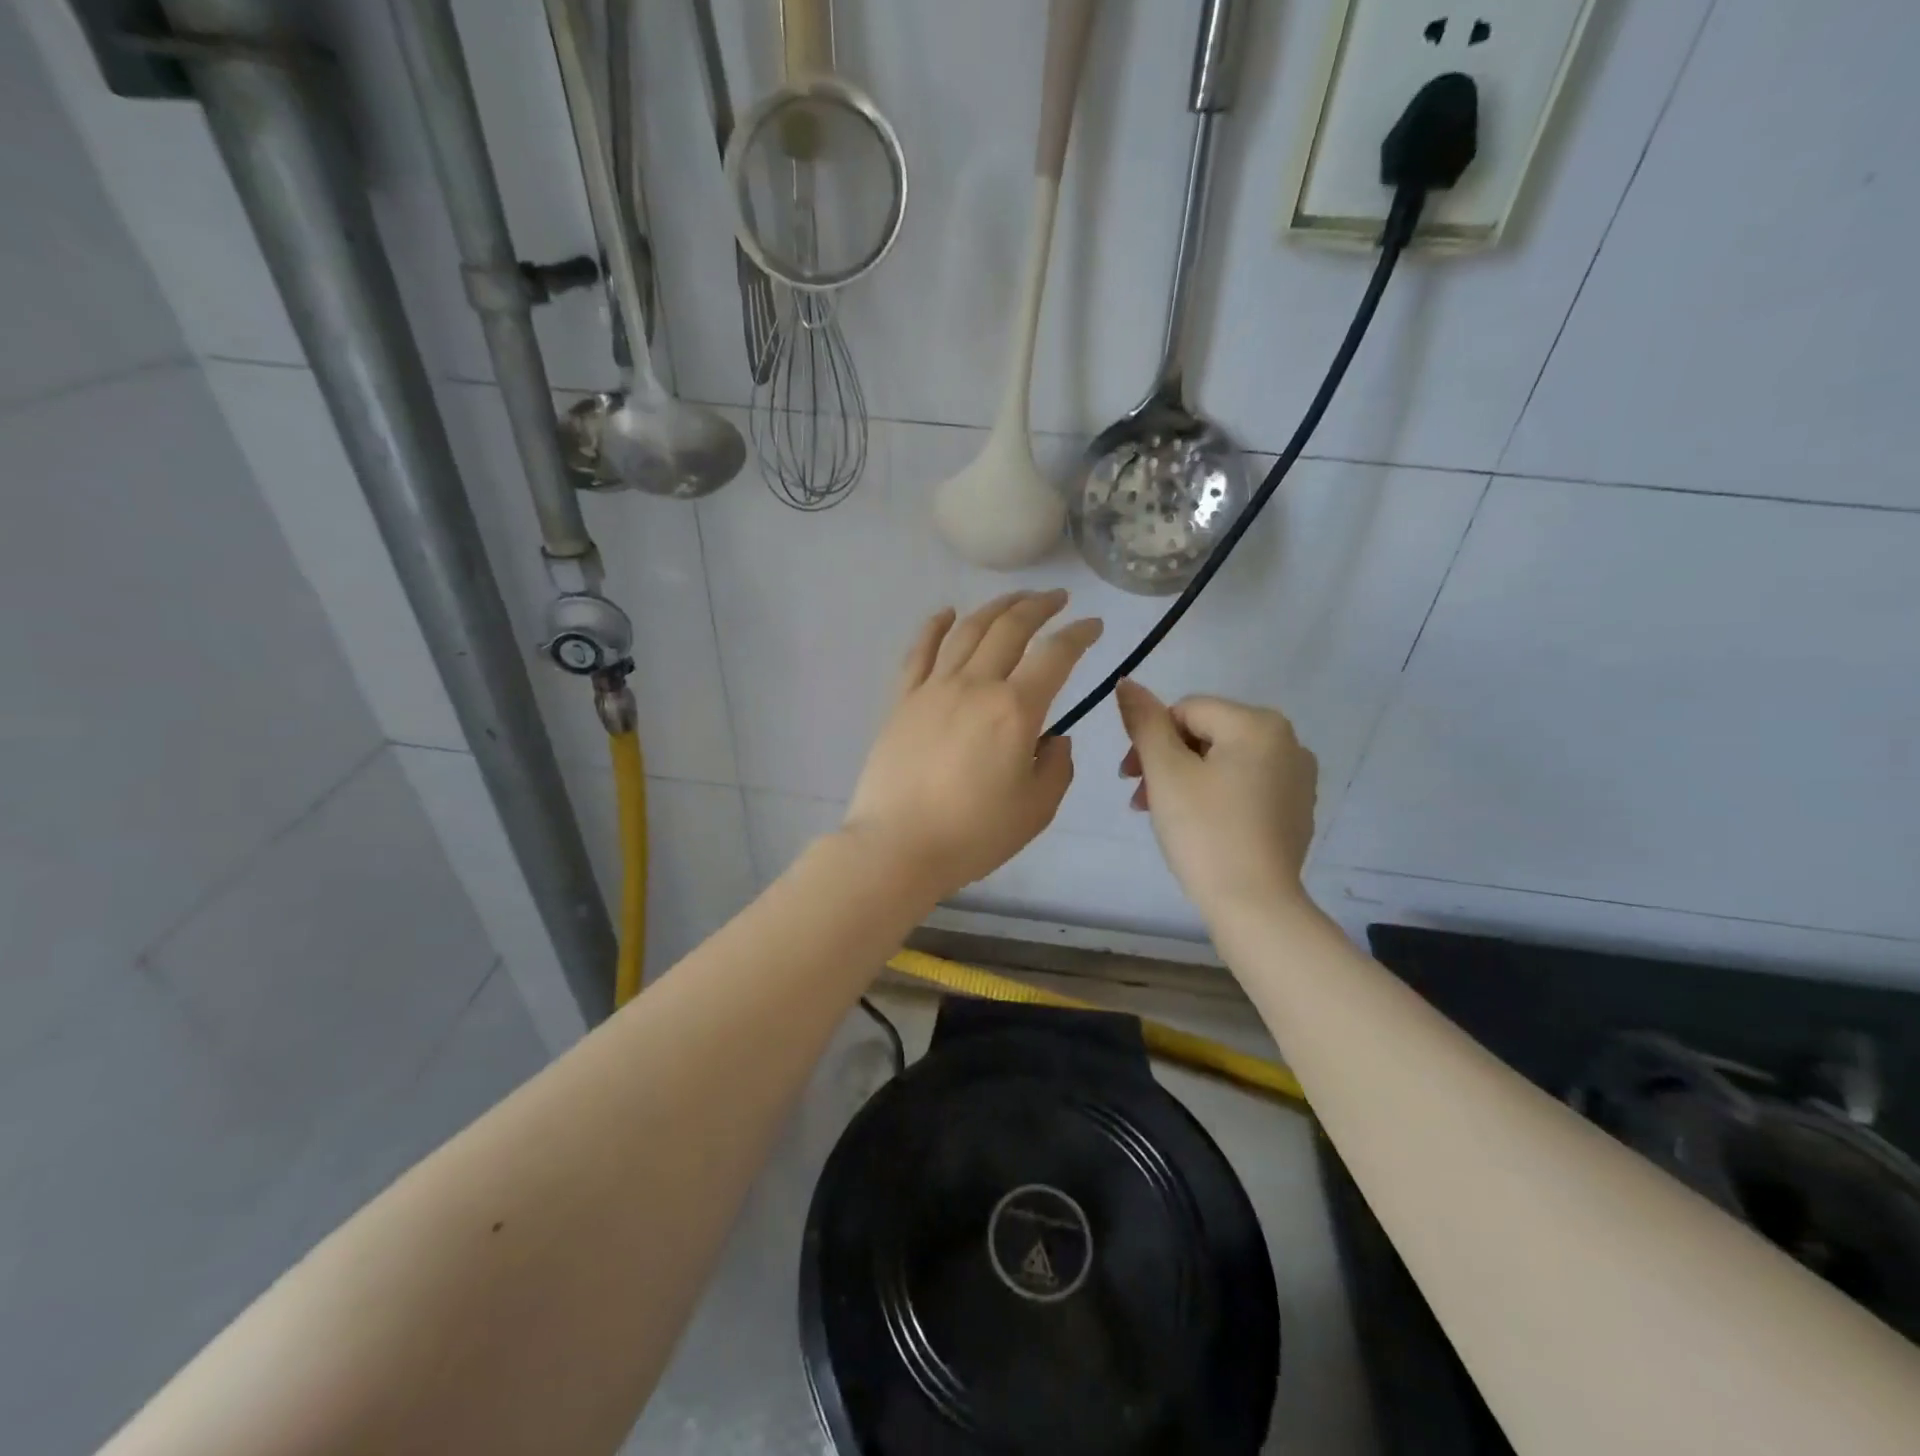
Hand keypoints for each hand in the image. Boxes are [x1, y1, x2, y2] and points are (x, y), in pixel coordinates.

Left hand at [845, 591, 1102, 900]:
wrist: (897, 846)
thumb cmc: (973, 834)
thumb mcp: (1036, 809)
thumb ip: (1056, 767)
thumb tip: (1054, 739)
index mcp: (1014, 710)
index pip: (1055, 655)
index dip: (1079, 635)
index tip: (1093, 626)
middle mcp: (975, 685)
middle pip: (1010, 628)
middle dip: (1039, 606)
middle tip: (1057, 599)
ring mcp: (933, 688)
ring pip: (967, 630)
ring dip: (995, 607)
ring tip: (1014, 599)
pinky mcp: (902, 700)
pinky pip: (919, 651)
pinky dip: (935, 626)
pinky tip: (946, 613)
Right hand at [1116, 680, 1317, 919]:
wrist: (1255, 905)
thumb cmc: (1205, 831)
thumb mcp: (1165, 771)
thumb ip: (1144, 722)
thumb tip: (1127, 682)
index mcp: (1258, 723)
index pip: (1186, 710)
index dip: (1150, 739)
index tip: (1130, 778)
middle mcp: (1288, 741)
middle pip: (1206, 734)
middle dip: (1166, 761)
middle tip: (1141, 800)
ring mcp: (1297, 778)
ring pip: (1224, 761)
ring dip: (1185, 779)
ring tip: (1162, 815)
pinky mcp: (1296, 809)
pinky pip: (1245, 786)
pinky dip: (1215, 797)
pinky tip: (1199, 827)